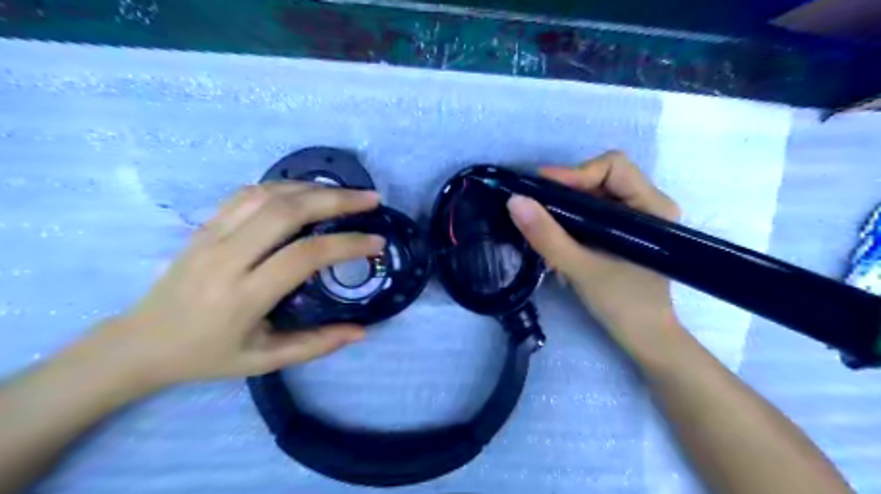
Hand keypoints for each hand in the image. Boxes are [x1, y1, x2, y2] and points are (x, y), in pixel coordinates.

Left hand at [79, 180, 384, 389]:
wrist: (140, 342)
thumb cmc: (207, 356)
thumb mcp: (265, 361)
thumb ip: (316, 345)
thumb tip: (362, 331)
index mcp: (244, 296)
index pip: (304, 256)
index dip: (346, 244)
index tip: (376, 242)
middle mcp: (227, 258)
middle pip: (287, 212)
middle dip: (336, 200)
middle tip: (371, 200)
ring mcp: (212, 235)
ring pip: (268, 194)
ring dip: (314, 188)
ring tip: (346, 193)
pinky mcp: (205, 225)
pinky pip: (249, 193)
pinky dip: (285, 186)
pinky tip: (307, 192)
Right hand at [507, 150, 684, 347]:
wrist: (645, 339)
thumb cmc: (624, 305)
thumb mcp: (582, 269)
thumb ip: (548, 236)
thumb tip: (514, 201)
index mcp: (652, 207)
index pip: (613, 167)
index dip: (575, 173)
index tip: (541, 190)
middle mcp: (647, 204)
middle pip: (601, 176)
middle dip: (566, 189)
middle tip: (535, 205)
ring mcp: (635, 218)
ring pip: (593, 194)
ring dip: (565, 205)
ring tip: (541, 222)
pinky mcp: (623, 232)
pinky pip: (593, 212)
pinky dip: (570, 218)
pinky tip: (556, 235)